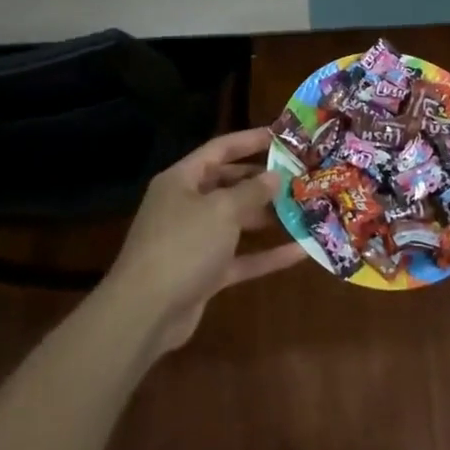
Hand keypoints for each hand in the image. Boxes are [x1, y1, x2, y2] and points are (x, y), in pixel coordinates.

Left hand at [100, 128, 306, 354]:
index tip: (282, 136)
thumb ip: (251, 191)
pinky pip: (240, 257)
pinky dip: (266, 255)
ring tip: (304, 209)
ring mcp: (194, 241)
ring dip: (267, 216)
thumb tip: (274, 176)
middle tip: (299, 176)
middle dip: (262, 181)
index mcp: (181, 180)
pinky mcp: (204, 273)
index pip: (219, 149)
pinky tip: (300, 251)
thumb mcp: (221, 210)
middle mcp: (186, 205)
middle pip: (228, 184)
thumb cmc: (183, 245)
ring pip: (236, 221)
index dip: (250, 140)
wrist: (145, 313)